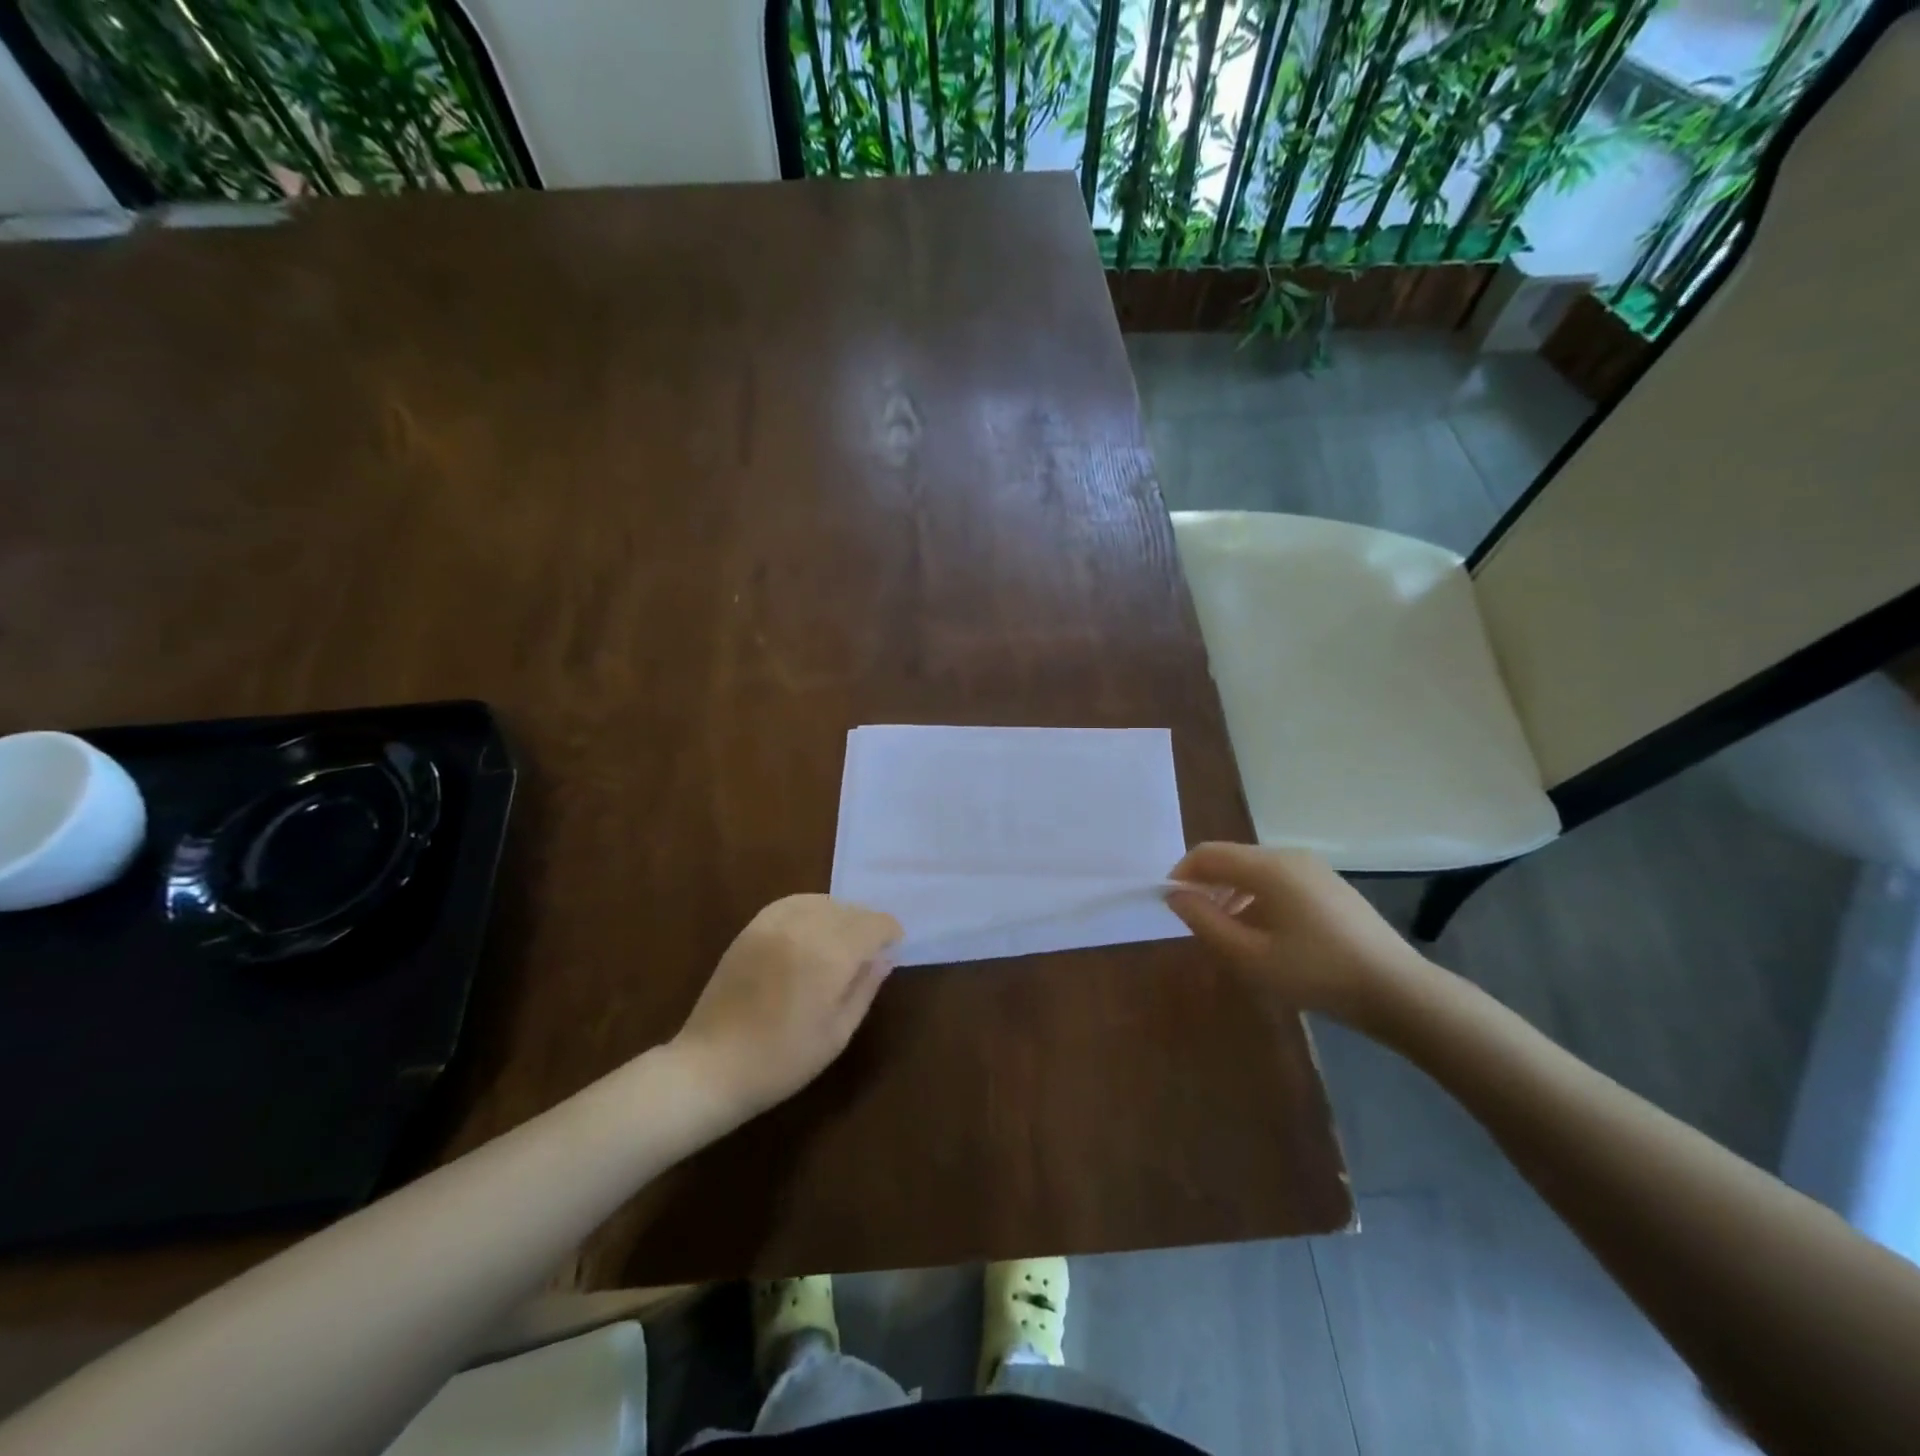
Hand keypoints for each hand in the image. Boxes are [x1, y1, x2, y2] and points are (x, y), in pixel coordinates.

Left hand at [671, 895, 902, 1117]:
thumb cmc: (783, 1060)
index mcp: (830, 955)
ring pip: (823, 902)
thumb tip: (885, 957)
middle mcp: (805, 928)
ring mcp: (774, 924)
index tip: (894, 948)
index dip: (890, 932)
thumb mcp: (838, 1032)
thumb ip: (865, 987)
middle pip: (850, 910)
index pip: (874, 924)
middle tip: (871, 951)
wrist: (712, 1066)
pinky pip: (793, 903)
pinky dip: (811, 909)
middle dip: (867, 925)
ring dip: (841, 916)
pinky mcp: (752, 927)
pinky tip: (813, 927)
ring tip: (843, 940)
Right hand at [1165, 843, 1433, 1027]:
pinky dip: (1258, 899)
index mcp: (1268, 867)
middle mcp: (1289, 857)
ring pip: (1255, 871)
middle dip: (1207, 886)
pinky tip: (1266, 936)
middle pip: (1231, 859)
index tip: (1170, 904)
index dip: (1181, 874)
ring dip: (1231, 894)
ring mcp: (1314, 869)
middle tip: (1199, 925)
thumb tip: (1175, 896)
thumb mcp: (1249, 956)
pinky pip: (1279, 882)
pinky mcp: (1330, 886)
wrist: (1396, 990)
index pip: (1207, 854)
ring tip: (1229, 935)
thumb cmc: (1315, 972)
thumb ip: (1205, 922)